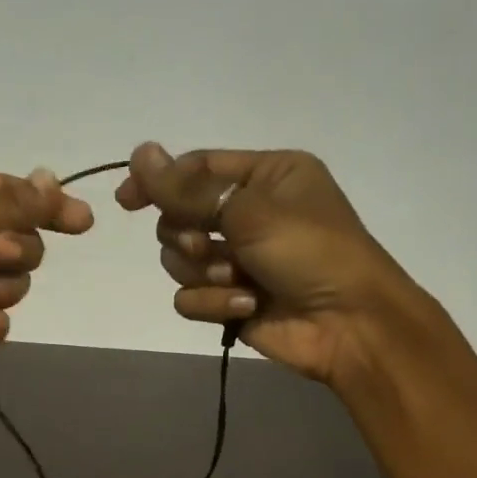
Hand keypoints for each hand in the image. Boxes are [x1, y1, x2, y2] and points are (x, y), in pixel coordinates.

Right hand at [116, 141, 414, 386]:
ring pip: (179, 260)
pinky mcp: (229, 298)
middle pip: (179, 216)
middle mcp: (249, 212)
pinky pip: (190, 297)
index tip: (127, 200)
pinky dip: (213, 302)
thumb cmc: (311, 252)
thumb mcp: (249, 210)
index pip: (197, 168)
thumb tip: (139, 151)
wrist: (349, 325)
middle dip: (188, 235)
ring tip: (236, 280)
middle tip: (208, 246)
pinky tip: (244, 306)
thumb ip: (187, 188)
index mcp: (266, 175)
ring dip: (203, 272)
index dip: (159, 181)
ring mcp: (238, 258)